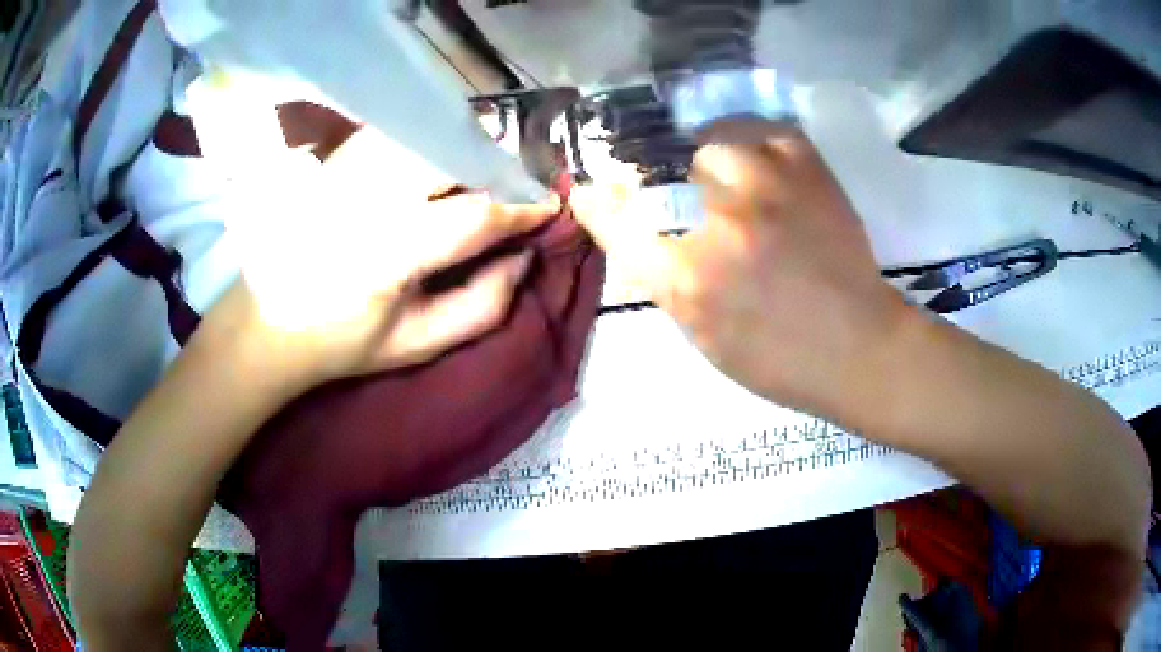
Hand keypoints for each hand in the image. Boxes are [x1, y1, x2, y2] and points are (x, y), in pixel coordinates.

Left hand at [230, 127, 558, 388]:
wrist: (268, 321)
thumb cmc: (344, 342)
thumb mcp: (418, 344)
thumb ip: (482, 305)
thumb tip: (524, 255)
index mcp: (389, 255)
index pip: (475, 216)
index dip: (521, 207)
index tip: (550, 205)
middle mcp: (368, 199)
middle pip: (455, 157)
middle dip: (499, 168)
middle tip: (515, 188)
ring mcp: (348, 170)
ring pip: (429, 134)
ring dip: (467, 148)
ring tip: (479, 173)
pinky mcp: (335, 158)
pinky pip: (398, 130)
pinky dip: (430, 137)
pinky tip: (437, 160)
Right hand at [573, 122, 911, 418]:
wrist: (858, 347)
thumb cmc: (778, 358)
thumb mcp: (704, 337)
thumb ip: (664, 281)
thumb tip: (638, 235)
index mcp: (689, 278)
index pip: (618, 223)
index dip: (598, 203)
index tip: (590, 191)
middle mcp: (721, 222)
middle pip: (662, 170)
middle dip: (659, 179)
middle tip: (678, 194)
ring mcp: (768, 185)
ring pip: (712, 141)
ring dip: (710, 157)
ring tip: (726, 178)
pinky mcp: (808, 168)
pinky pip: (765, 129)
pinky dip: (754, 139)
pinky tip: (758, 161)